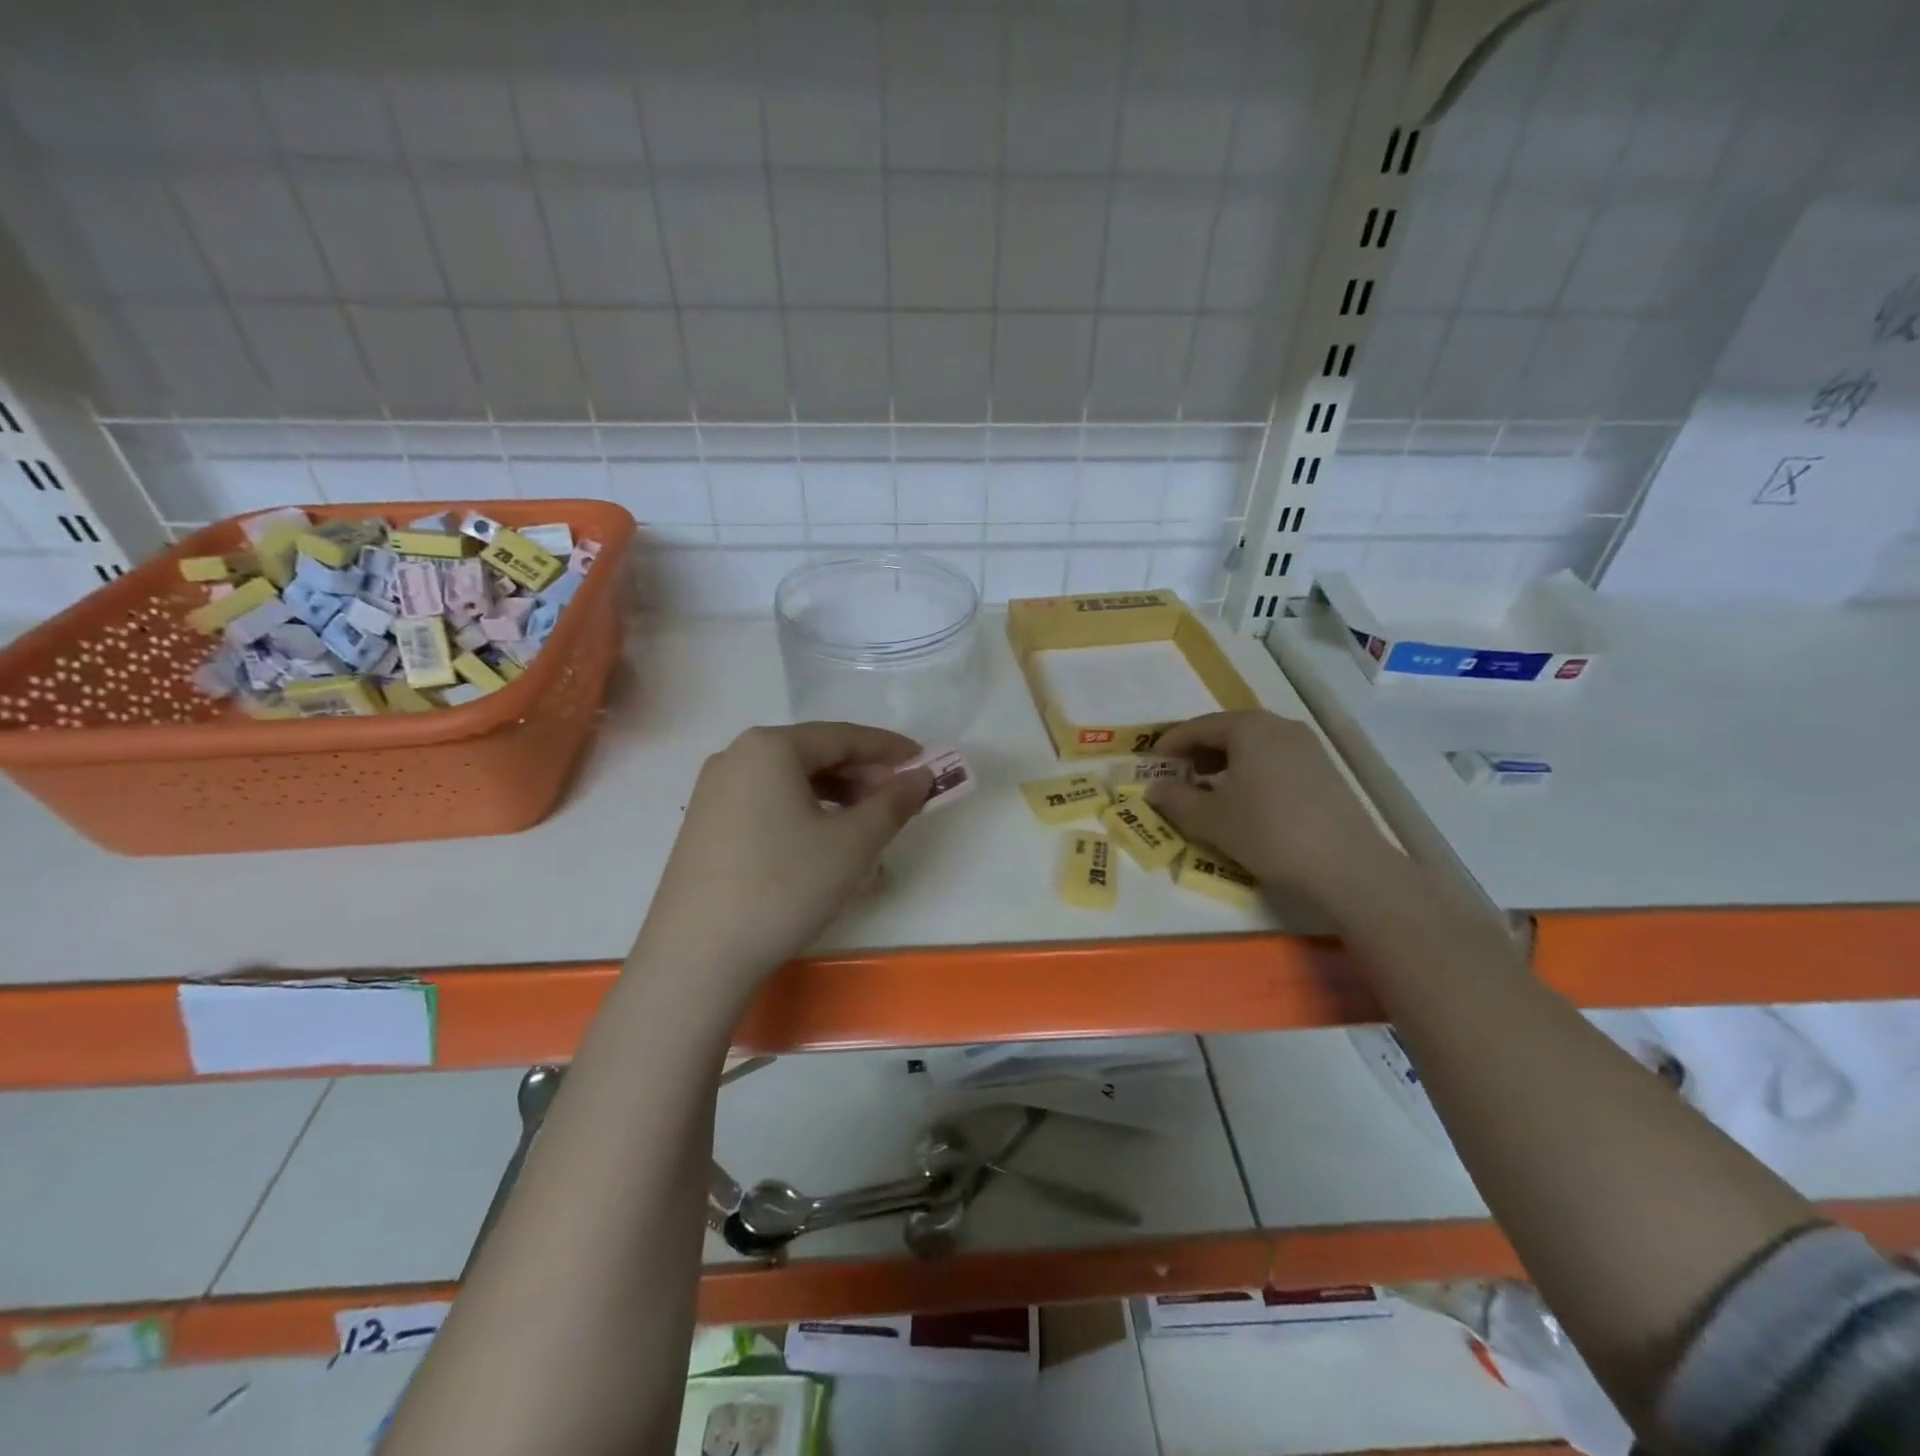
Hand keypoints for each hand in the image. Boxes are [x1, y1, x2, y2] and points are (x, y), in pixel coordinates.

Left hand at [637, 723, 933, 985]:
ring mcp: (713, 791)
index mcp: (770, 747)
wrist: (697, 955)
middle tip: (897, 799)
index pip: (842, 736)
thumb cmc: (784, 886)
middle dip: (861, 774)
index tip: (922, 761)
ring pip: (789, 780)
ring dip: (834, 794)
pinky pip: (765, 802)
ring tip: (865, 824)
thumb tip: (919, 777)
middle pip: (813, 754)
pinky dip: (802, 811)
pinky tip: (821, 841)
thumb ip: (894, 802)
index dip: (888, 748)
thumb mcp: (853, 844)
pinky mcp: (704, 825)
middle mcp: (735, 756)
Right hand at [1146, 710, 1400, 915]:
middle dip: (1200, 750)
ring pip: (1255, 746)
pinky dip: (1252, 771)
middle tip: (1178, 772)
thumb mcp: (1210, 819)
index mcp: (1249, 728)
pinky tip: (1245, 799)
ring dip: (1226, 761)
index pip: (1200, 726)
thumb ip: (1176, 800)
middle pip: (1230, 731)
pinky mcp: (1325, 772)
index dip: (1172, 742)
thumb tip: (1154, 789)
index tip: (1152, 759)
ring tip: (1208, 787)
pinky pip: (1276, 760)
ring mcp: (1308, 748)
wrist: (1345, 866)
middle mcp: (1280, 727)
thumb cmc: (1267, 831)